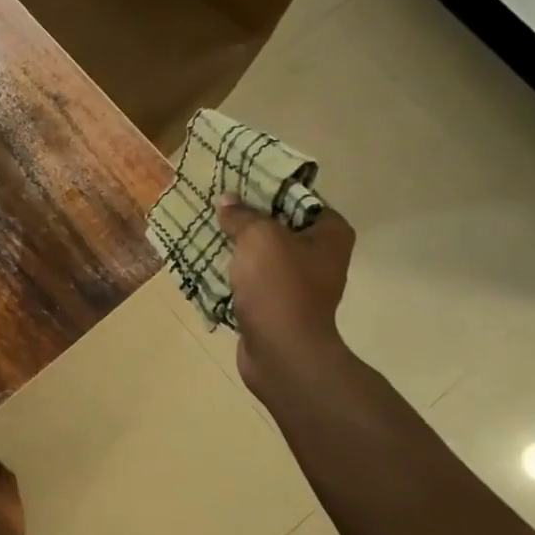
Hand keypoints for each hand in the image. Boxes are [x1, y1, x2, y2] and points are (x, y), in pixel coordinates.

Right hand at [217, 195, 356, 398]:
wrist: (281, 352)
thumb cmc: (280, 286)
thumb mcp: (259, 237)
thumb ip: (242, 215)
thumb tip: (228, 201)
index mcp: (330, 233)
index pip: (299, 198)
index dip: (268, 188)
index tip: (237, 183)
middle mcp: (320, 256)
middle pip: (278, 225)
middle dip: (246, 216)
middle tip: (215, 204)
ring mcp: (298, 283)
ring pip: (261, 253)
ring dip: (235, 244)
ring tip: (204, 229)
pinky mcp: (276, 305)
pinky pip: (251, 279)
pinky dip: (231, 272)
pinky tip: (205, 261)